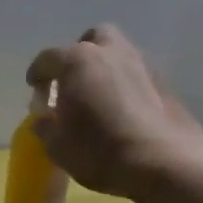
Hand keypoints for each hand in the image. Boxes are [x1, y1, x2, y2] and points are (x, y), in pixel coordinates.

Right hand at [27, 24, 202, 195]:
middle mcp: (111, 53)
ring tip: (98, 97)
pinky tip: (123, 112)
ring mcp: (144, 67)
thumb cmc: (99, 149)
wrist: (166, 164)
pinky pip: (138, 78)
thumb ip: (45, 125)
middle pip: (93, 39)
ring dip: (106, 69)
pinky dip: (127, 87)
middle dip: (80, 54)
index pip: (47, 58)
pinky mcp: (167, 86)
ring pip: (120, 55)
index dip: (37, 74)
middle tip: (72, 80)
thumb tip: (46, 118)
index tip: (35, 90)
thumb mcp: (56, 144)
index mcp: (77, 61)